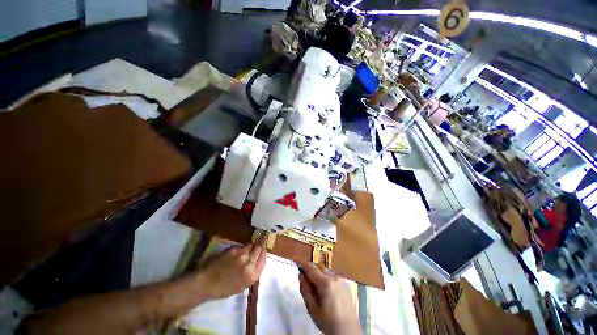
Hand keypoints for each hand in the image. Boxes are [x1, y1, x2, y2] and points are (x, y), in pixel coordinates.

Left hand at [199, 243, 265, 300]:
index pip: (263, 259)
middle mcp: (249, 264)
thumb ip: (251, 273)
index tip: (263, 249)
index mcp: (252, 276)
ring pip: (250, 245)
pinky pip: (240, 246)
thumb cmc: (223, 289)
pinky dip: (240, 248)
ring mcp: (241, 256)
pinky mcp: (233, 250)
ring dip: (250, 246)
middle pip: (259, 249)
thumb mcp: (242, 286)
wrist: (206, 284)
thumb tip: (256, 261)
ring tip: (247, 247)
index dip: (263, 253)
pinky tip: (236, 252)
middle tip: (261, 239)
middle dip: (260, 245)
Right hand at [298, 263, 359, 334]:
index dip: (303, 264)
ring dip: (319, 278)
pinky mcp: (345, 284)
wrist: (348, 331)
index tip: (296, 261)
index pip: (311, 268)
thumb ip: (305, 289)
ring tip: (319, 294)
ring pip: (325, 273)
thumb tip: (300, 274)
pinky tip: (327, 295)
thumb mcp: (312, 308)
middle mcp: (334, 277)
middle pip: (318, 270)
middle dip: (311, 274)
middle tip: (308, 286)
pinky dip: (326, 282)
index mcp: (326, 282)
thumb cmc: (327, 321)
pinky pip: (332, 278)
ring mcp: (341, 280)